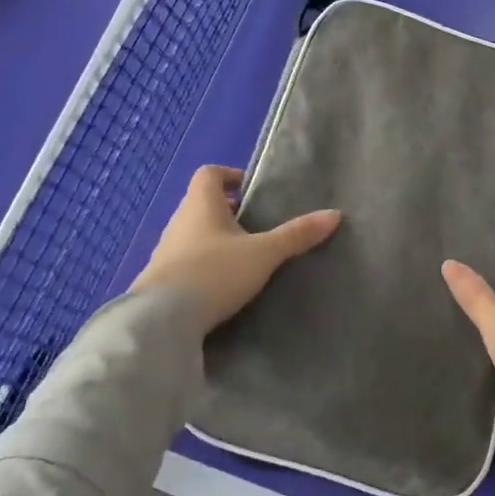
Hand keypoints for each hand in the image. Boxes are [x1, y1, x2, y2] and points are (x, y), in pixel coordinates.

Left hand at [132, 165, 340, 333]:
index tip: (252, 190)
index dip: (230, 176)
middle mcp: (178, 222)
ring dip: (216, 240)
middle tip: (258, 227)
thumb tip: (334, 214)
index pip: (209, 174)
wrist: (161, 322)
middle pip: (202, 205)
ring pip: (194, 235)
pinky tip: (223, 285)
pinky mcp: (160, 281)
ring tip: (245, 258)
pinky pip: (185, 262)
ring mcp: (165, 252)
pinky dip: (204, 266)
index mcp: (200, 204)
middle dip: (229, 212)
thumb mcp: (263, 254)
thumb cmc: (214, 273)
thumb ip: (297, 235)